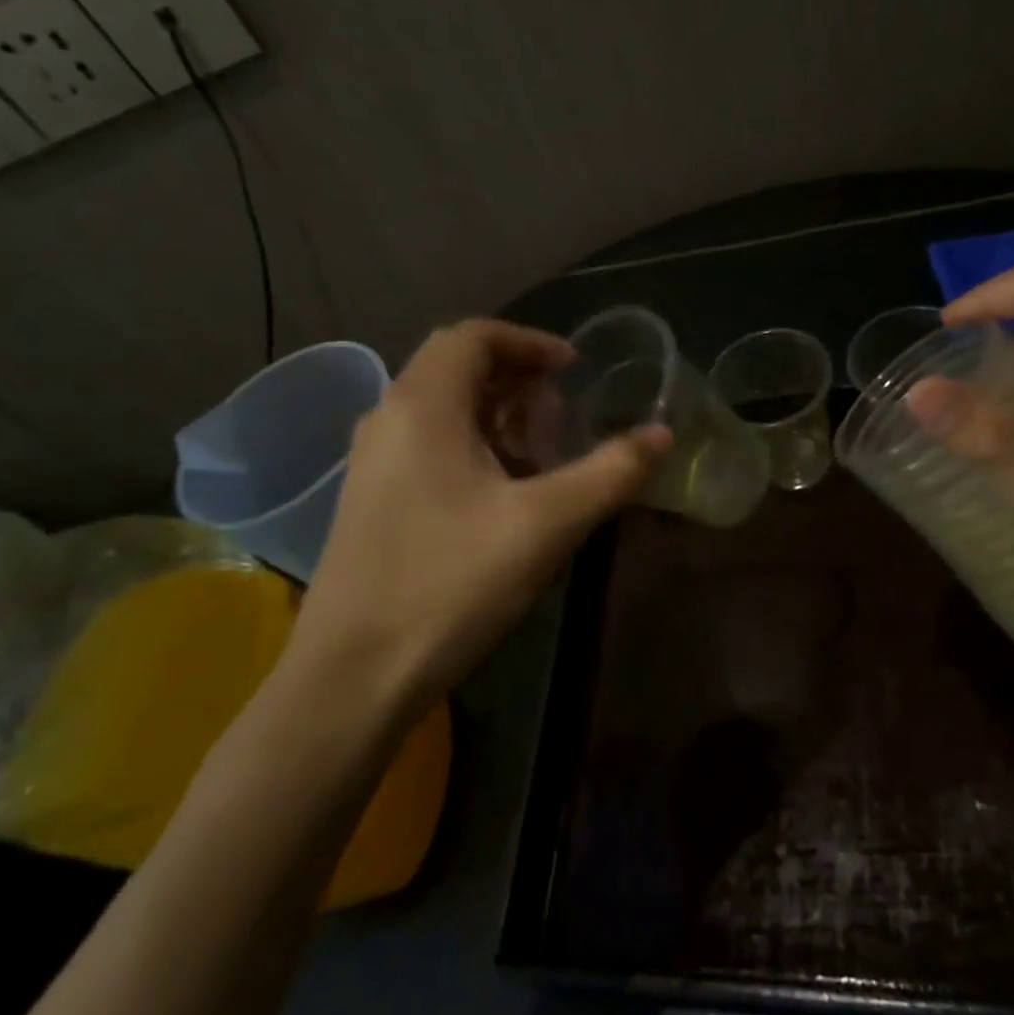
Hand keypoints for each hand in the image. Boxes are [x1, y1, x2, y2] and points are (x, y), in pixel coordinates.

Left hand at [286, 320, 669, 712]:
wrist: (350, 679)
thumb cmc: (449, 585)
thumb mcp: (545, 525)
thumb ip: (610, 473)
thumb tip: (663, 434)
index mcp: (422, 406)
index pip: (472, 336)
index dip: (529, 341)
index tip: (573, 368)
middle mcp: (387, 420)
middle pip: (454, 367)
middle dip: (515, 377)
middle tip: (562, 410)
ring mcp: (372, 463)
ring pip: (439, 409)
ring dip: (495, 413)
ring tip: (541, 449)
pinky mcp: (370, 501)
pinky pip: (426, 445)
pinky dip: (471, 444)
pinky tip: (501, 493)